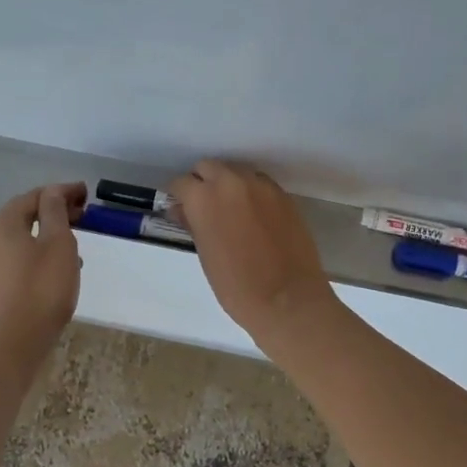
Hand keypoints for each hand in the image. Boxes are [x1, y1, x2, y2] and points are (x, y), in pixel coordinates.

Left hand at [0, 183, 86, 360]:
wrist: (11, 345)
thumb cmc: (40, 289)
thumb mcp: (58, 243)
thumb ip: (56, 212)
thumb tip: (54, 192)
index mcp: (4, 223)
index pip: (35, 195)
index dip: (62, 191)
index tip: (86, 193)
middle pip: (25, 216)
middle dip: (55, 211)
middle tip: (83, 215)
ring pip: (23, 239)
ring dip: (49, 235)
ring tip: (76, 243)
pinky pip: (20, 260)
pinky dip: (41, 254)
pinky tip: (60, 269)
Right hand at [166, 161, 336, 338]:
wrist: (288, 298)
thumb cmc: (236, 286)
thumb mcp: (206, 254)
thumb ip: (193, 224)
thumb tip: (184, 210)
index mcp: (204, 197)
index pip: (181, 183)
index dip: (178, 196)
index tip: (179, 209)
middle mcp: (231, 182)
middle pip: (208, 167)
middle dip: (202, 182)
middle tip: (203, 207)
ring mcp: (261, 185)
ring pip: (236, 172)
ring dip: (228, 184)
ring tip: (230, 211)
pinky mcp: (283, 195)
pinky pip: (259, 183)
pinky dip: (251, 192)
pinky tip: (253, 215)